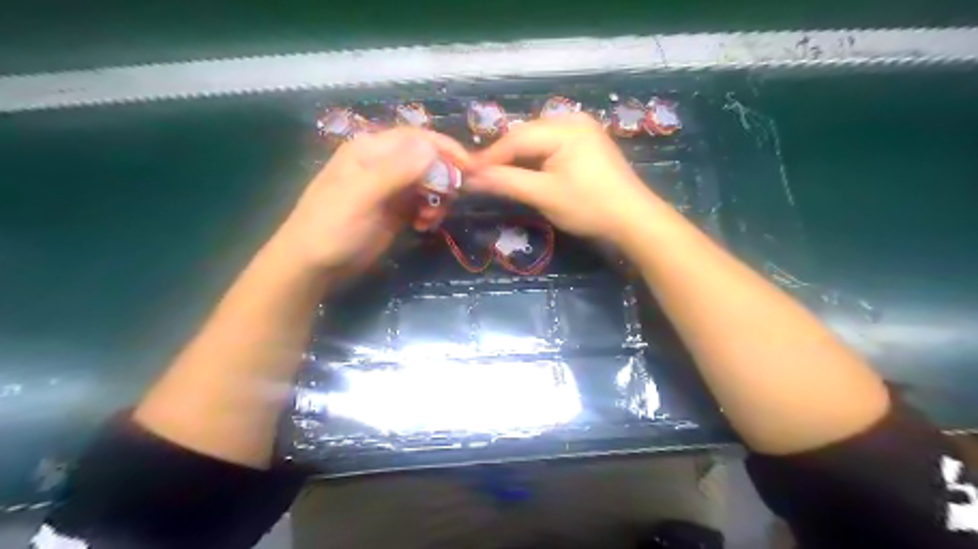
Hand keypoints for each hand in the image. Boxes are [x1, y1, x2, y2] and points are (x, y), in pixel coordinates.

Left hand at [273, 126, 466, 274]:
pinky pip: (422, 203)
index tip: (469, 167)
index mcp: (370, 151)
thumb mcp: (361, 197)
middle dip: (442, 178)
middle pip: (426, 159)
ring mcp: (389, 189)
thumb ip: (395, 171)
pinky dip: (429, 212)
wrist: (313, 266)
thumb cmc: (331, 228)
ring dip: (437, 198)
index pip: (415, 138)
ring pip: (427, 182)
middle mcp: (382, 164)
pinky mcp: (395, 211)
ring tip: (430, 219)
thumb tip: (431, 147)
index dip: (444, 148)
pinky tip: (423, 226)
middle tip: (450, 200)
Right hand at [466, 112, 664, 241]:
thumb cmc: (589, 206)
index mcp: (564, 127)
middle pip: (526, 136)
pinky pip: (552, 146)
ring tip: (499, 176)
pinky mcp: (587, 143)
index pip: (516, 138)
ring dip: (518, 158)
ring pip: (537, 141)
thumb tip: (470, 177)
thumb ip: (506, 182)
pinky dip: (536, 160)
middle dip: (503, 157)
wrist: (634, 219)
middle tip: (481, 177)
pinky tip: (527, 173)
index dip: (489, 157)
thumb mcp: (544, 195)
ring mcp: (583, 130)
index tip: (466, 172)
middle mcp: (573, 120)